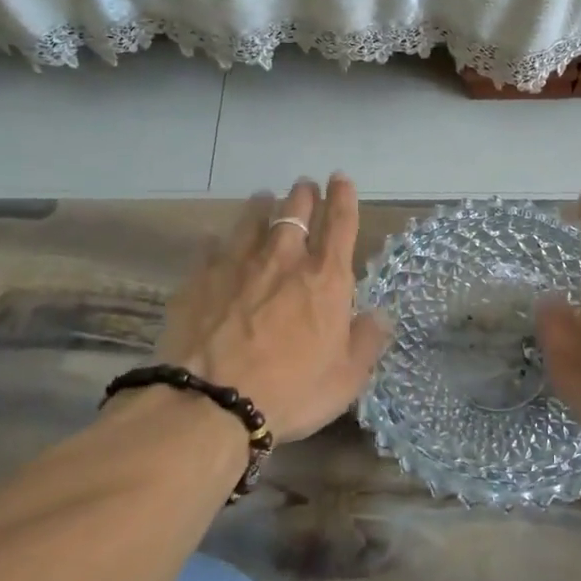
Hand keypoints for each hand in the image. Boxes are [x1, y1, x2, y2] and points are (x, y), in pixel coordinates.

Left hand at [154, 174, 390, 443]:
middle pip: (296, 210)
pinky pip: (212, 247)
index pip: (340, 223)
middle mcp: (283, 258)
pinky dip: (220, 242)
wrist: (211, 402)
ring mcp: (238, 264)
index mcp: (325, 278)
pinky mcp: (200, 278)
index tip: (341, 178)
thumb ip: (366, 341)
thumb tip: (379, 316)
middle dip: (304, 194)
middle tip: (305, 186)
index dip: (343, 197)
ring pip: (253, 219)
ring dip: (262, 205)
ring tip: (263, 198)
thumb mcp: (346, 378)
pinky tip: (216, 242)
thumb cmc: (291, 391)